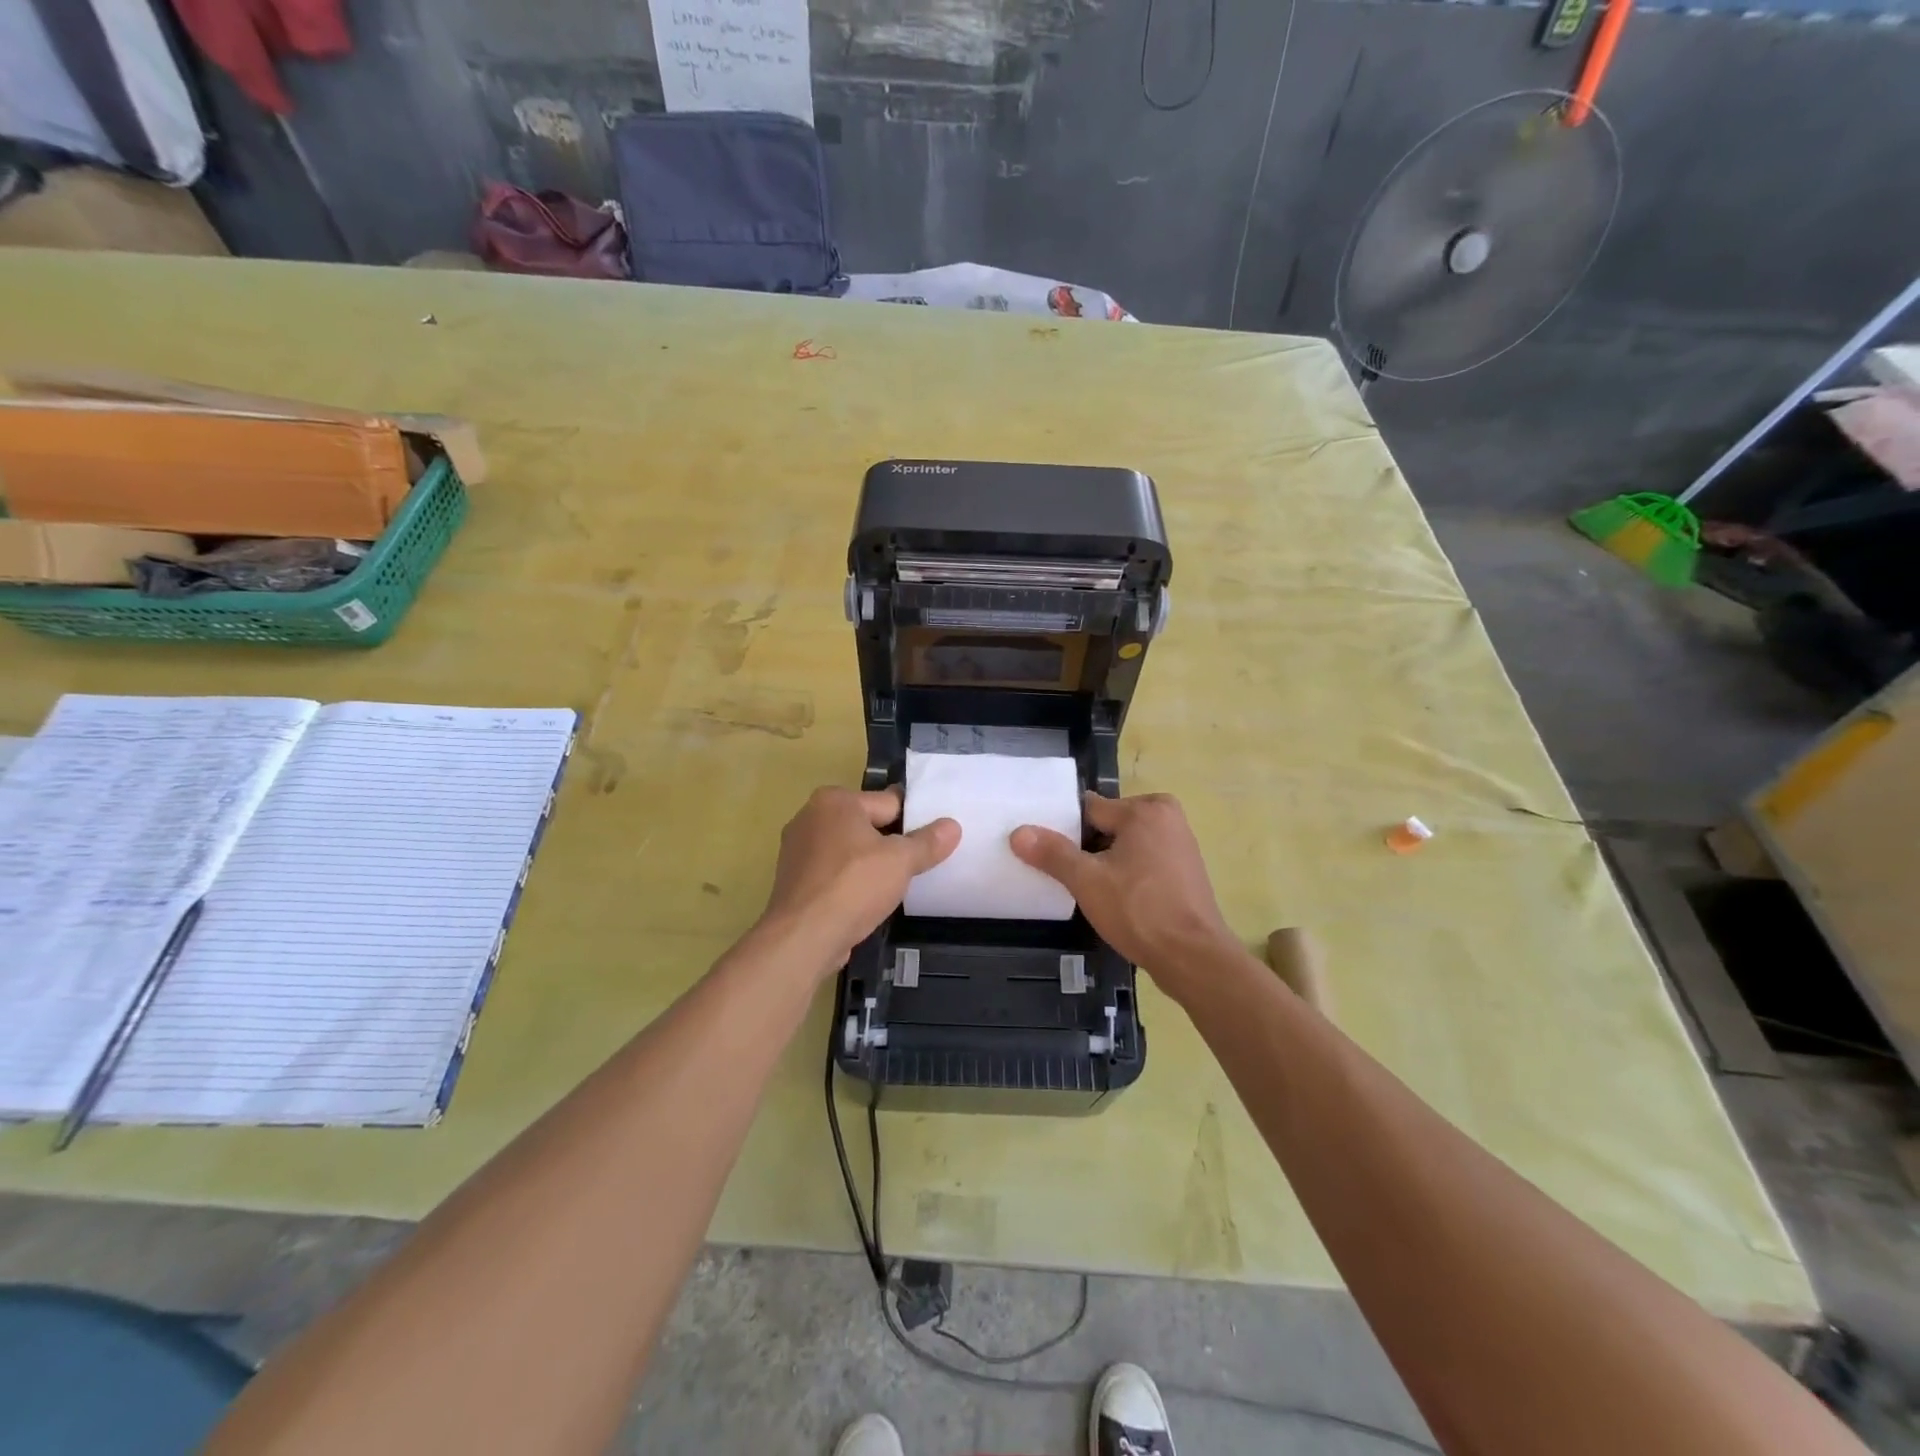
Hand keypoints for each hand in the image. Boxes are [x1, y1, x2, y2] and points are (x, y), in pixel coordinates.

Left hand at [756, 786, 959, 974]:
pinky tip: (866, 902)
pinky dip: (849, 884)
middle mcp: (810, 816)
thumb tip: (952, 826)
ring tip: (894, 886)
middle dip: (889, 844)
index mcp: (834, 800)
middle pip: (865, 825)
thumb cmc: (853, 886)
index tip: (931, 840)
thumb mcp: (901, 861)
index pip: (887, 803)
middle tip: (917, 865)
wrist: (803, 937)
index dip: (913, 821)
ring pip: (848, 851)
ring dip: (868, 865)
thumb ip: (928, 842)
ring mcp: (796, 850)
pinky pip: (832, 874)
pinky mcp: (793, 881)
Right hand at [1011, 792, 1236, 1000]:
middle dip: (1087, 846)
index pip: (1090, 808)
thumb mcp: (1086, 881)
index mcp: (1146, 810)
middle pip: (1109, 824)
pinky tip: (1114, 898)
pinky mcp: (1185, 871)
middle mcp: (1168, 818)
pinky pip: (1144, 860)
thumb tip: (1018, 832)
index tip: (1048, 851)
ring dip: (1107, 862)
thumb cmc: (1139, 911)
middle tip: (1067, 873)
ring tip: (1086, 887)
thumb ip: (1052, 853)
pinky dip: (1127, 873)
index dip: (1065, 829)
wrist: (1193, 958)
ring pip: (1126, 844)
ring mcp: (1180, 845)